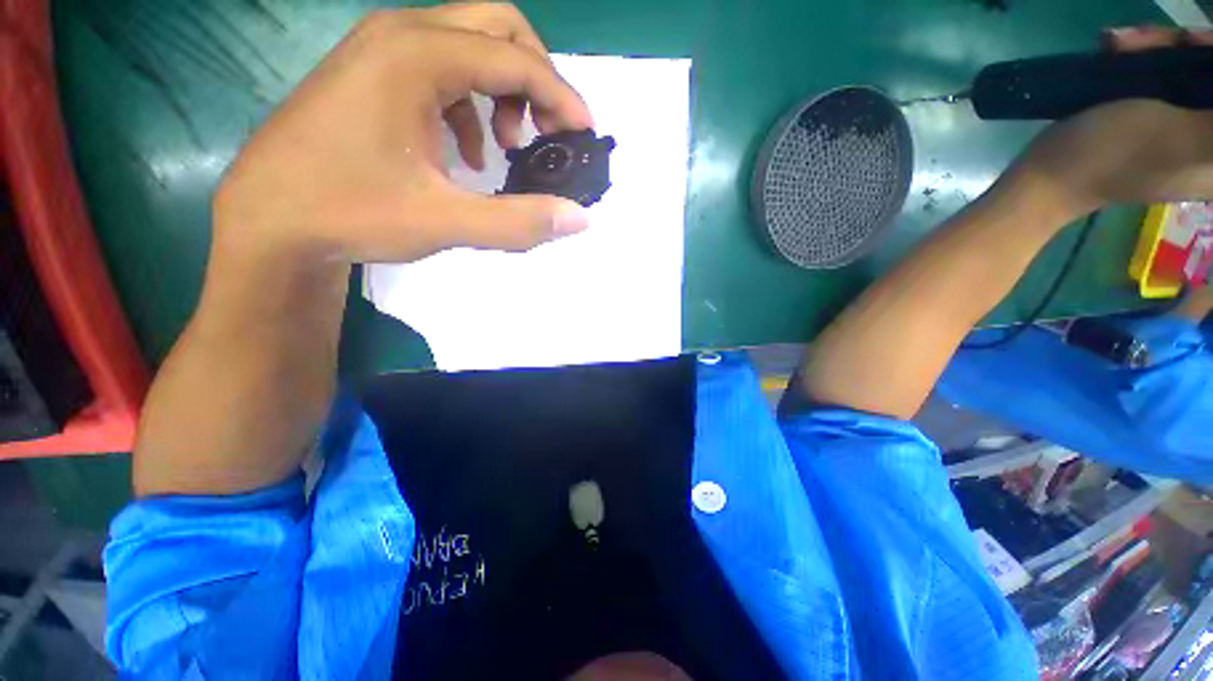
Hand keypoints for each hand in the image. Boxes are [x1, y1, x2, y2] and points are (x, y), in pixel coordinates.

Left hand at [212, 4, 593, 267]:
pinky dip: (472, 106)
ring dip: (504, 92)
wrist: (270, 220)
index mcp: (415, 56)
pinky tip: (467, 152)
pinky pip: (442, 71)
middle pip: (497, 27)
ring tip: (506, 147)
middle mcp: (400, 35)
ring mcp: (382, 51)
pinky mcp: (374, 75)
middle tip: (545, 132)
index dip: (560, 96)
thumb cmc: (350, 213)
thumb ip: (519, 221)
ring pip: (470, 46)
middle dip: (536, 79)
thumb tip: (579, 218)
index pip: (514, 59)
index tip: (584, 134)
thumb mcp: (445, 222)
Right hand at [1010, 28, 1212, 216]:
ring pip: (1189, 68)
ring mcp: (1179, 124)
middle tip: (1166, 39)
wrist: (1047, 176)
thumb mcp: (1186, 135)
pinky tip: (1116, 47)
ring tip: (1121, 42)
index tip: (1198, 44)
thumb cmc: (1115, 158)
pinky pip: (1162, 72)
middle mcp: (1209, 139)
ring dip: (1161, 46)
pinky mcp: (1152, 113)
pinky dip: (1143, 54)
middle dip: (1192, 47)